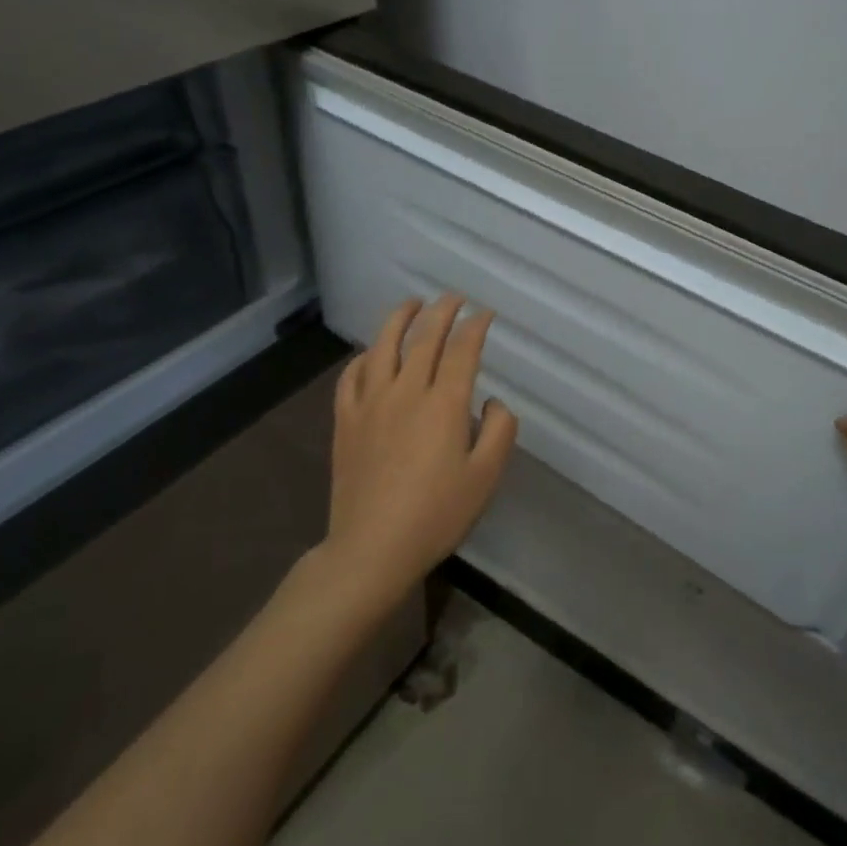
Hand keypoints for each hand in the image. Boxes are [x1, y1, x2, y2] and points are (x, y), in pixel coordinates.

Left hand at [323, 293, 518, 604]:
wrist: (372, 548)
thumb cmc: (436, 514)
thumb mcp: (486, 477)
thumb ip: (500, 430)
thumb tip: (491, 402)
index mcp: (445, 404)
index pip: (463, 349)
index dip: (476, 326)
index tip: (485, 314)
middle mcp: (407, 391)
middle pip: (424, 338)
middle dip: (442, 311)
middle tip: (454, 298)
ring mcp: (371, 403)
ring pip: (383, 346)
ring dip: (400, 319)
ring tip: (412, 304)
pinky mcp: (346, 421)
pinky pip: (352, 376)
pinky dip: (365, 356)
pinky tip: (371, 353)